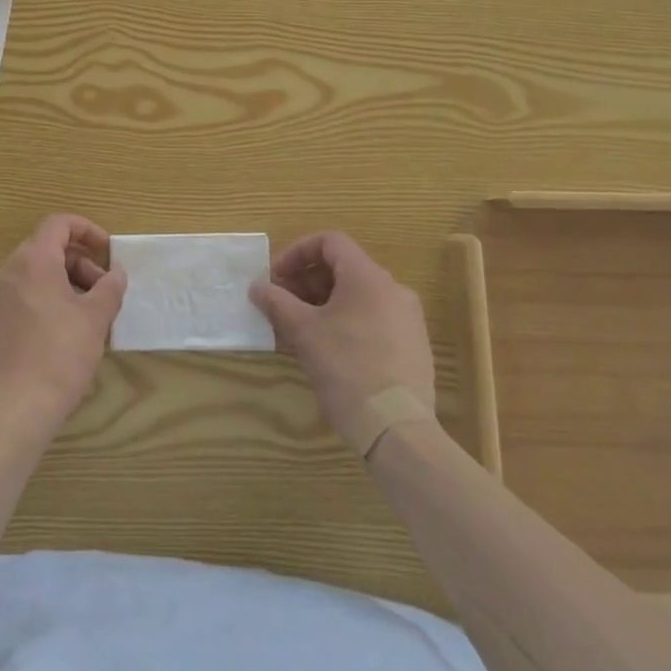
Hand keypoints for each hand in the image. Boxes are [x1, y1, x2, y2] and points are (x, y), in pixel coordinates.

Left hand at [0, 214, 125, 434]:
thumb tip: (116, 274)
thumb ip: (109, 288)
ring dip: (66, 282)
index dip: (87, 230)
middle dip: (80, 262)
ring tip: (88, 314)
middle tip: (103, 290)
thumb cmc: (60, 355)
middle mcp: (9, 271)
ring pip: (35, 273)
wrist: (15, 409)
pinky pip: (23, 295)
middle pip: (47, 248)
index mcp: (33, 260)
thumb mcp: (95, 318)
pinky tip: (65, 331)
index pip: (59, 224)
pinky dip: (47, 299)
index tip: (108, 251)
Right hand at [249, 231, 438, 445]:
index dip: (297, 252)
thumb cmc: (346, 368)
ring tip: (299, 330)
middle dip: (307, 282)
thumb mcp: (303, 332)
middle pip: (343, 268)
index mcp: (368, 277)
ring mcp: (407, 319)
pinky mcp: (413, 347)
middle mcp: (393, 289)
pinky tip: (327, 350)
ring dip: (323, 304)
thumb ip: (277, 302)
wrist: (397, 429)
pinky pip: (373, 319)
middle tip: (282, 305)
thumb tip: (257, 287)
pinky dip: (346, 322)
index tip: (276, 277)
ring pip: (357, 296)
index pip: (329, 242)